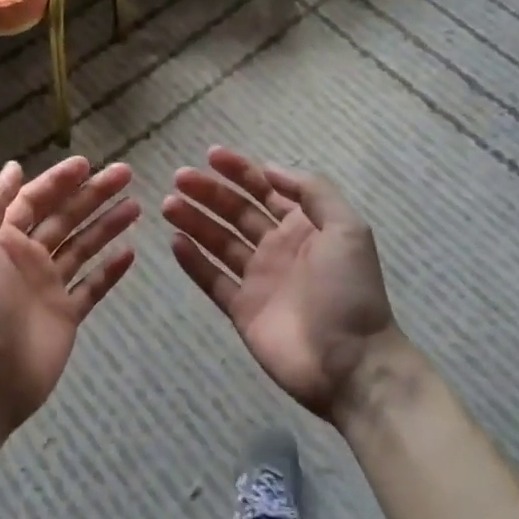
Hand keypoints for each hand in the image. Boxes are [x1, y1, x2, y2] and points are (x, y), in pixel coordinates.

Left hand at [0, 156, 138, 438]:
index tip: (88, 164)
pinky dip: (111, 270)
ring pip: (83, 247)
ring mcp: (49, 286)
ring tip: (136, 207)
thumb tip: (13, 168)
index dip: (59, 180)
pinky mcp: (66, 315)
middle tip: (126, 173)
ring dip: (107, 225)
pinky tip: (131, 252)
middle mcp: (27, 257)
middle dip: (93, 194)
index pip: (34, 199)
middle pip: (65, 217)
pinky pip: (93, 286)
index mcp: (2, 239)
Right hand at [165, 147, 412, 422]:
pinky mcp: (241, 309)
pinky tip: (175, 241)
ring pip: (219, 242)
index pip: (266, 190)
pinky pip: (212, 280)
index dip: (240, 171)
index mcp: (304, 227)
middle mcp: (278, 248)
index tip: (210, 155)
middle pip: (236, 212)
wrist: (350, 363)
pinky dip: (193, 261)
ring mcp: (258, 279)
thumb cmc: (349, 291)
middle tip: (179, 178)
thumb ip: (312, 192)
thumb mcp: (346, 229)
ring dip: (194, 221)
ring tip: (168, 204)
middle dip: (209, 192)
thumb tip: (271, 168)